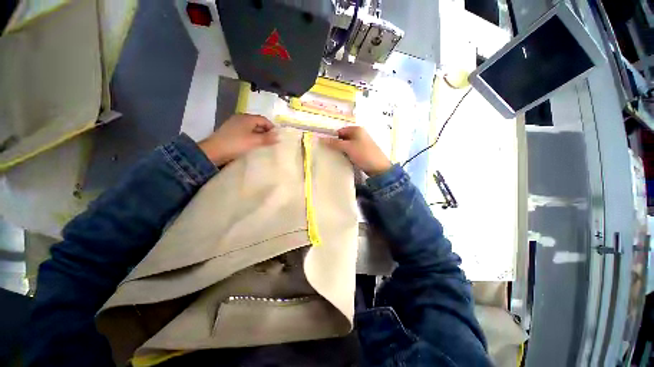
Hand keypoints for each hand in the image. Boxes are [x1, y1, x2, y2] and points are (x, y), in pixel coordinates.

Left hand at [199, 114, 277, 165]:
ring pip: (251, 129)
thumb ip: (267, 138)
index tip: (277, 137)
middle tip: (272, 142)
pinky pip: (245, 133)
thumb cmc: (236, 144)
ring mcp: (234, 125)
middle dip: (266, 132)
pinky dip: (252, 138)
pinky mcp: (231, 132)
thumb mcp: (254, 141)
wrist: (213, 151)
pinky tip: (253, 145)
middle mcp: (241, 119)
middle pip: (257, 123)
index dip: (272, 127)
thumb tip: (279, 136)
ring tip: (264, 145)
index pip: (264, 119)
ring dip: (259, 135)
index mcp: (247, 118)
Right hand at [321, 126, 391, 175]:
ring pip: (347, 145)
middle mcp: (359, 134)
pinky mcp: (362, 152)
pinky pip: (351, 151)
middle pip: (343, 138)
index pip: (340, 131)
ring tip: (333, 156)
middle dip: (336, 144)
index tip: (325, 145)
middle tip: (328, 152)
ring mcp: (361, 144)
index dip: (333, 137)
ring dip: (341, 150)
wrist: (379, 168)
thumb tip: (321, 139)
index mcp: (357, 129)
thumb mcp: (348, 147)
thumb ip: (335, 143)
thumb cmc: (363, 154)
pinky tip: (342, 159)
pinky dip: (346, 154)